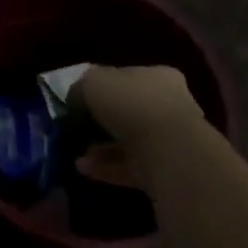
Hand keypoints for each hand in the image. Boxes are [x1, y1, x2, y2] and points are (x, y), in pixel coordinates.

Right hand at [73, 65, 205, 187]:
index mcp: (158, 77)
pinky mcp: (166, 170)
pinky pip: (131, 166)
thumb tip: (76, 97)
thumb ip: (82, 86)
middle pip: (131, 110)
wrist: (167, 150)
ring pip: (129, 141)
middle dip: (103, 120)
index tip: (82, 98)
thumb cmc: (131, 103)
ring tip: (77, 151)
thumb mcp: (93, 81)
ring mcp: (170, 140)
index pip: (129, 77)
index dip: (104, 86)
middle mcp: (170, 106)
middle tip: (78, 126)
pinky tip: (83, 168)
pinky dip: (107, 167)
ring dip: (102, 147)